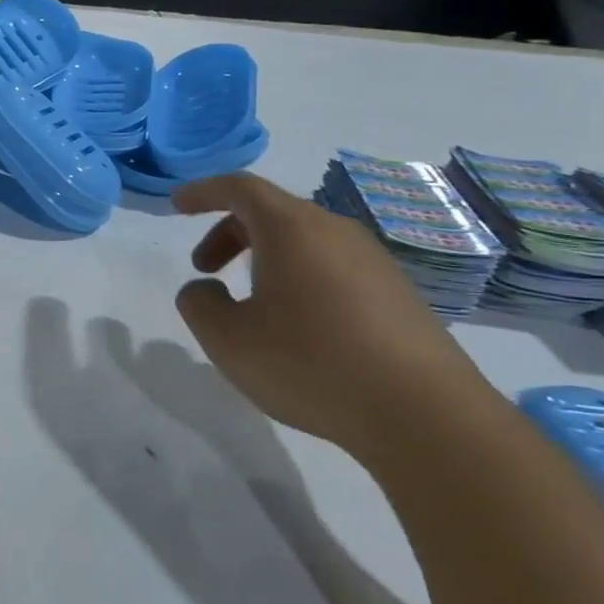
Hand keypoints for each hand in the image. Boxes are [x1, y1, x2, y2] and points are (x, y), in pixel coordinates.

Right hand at [171, 173, 493, 454]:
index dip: (204, 191)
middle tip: (205, 268)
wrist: (425, 415)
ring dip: (265, 258)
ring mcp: (374, 262)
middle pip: (273, 212)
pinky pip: (333, 268)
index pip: (241, 188)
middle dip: (229, 232)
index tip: (177, 205)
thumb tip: (203, 289)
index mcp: (292, 229)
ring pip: (305, 241)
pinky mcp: (398, 295)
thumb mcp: (228, 339)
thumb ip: (199, 305)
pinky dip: (299, 278)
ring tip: (250, 304)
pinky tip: (297, 327)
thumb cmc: (311, 363)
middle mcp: (335, 232)